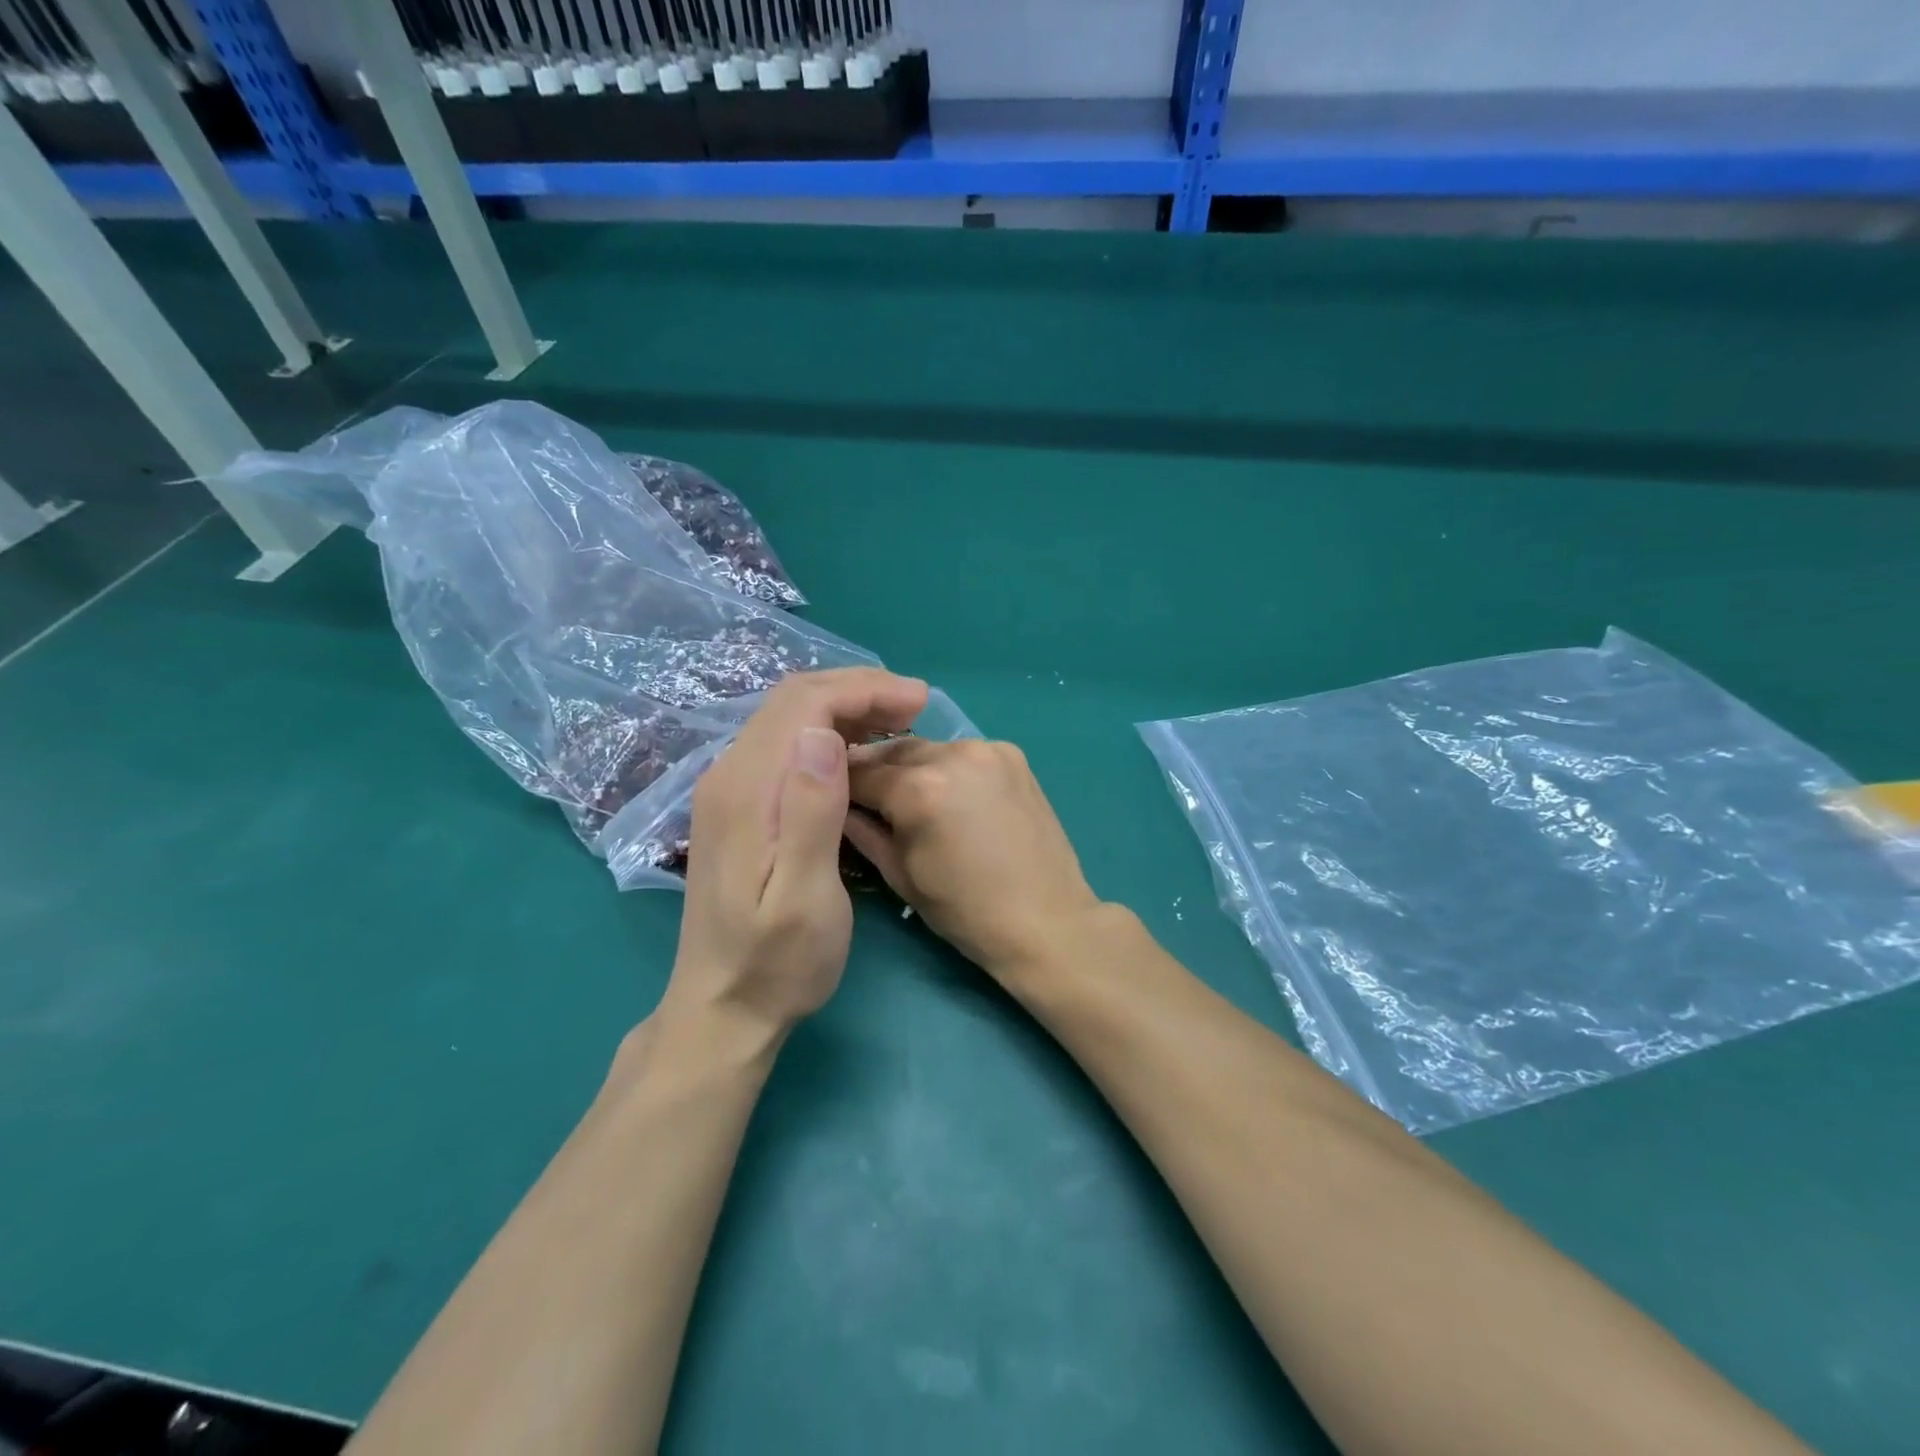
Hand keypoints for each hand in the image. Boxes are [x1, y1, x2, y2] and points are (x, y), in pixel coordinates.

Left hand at [666, 668, 929, 1038]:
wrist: (723, 1008)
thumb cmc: (777, 962)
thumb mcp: (804, 897)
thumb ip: (810, 812)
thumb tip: (822, 735)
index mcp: (747, 790)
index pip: (804, 705)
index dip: (864, 691)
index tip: (919, 702)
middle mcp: (729, 775)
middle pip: (794, 700)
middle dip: (858, 690)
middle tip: (916, 706)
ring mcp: (729, 789)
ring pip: (789, 718)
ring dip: (845, 707)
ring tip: (898, 722)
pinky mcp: (738, 805)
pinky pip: (785, 744)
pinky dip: (829, 732)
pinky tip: (859, 752)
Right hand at [843, 738, 1103, 980]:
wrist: (1047, 920)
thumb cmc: (966, 911)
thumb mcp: (901, 876)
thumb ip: (863, 832)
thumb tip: (837, 806)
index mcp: (920, 789)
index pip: (859, 772)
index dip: (839, 786)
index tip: (828, 797)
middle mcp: (953, 754)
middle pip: (893, 751)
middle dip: (874, 771)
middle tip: (865, 798)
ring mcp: (988, 749)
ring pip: (928, 749)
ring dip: (911, 767)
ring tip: (909, 798)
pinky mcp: (1012, 755)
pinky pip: (962, 753)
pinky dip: (947, 768)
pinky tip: (950, 797)